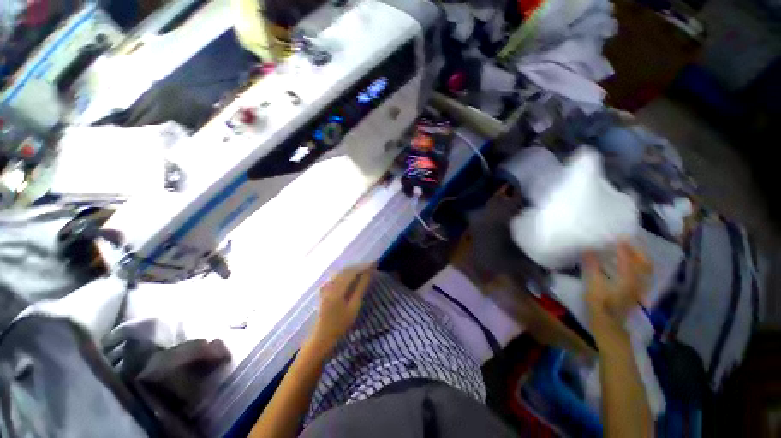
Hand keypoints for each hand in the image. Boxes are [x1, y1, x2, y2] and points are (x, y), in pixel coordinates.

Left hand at [308, 265, 373, 352]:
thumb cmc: (340, 324)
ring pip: (340, 272)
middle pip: (345, 270)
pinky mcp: (324, 289)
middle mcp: (330, 285)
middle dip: (358, 267)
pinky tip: (351, 276)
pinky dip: (345, 274)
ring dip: (352, 270)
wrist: (322, 336)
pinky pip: (336, 276)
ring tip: (363, 270)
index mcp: (337, 289)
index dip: (363, 267)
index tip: (373, 264)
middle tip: (370, 267)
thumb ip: (361, 288)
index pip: (352, 272)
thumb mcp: (354, 307)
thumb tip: (369, 273)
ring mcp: (325, 287)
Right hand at [583, 242, 651, 343]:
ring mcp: (638, 288)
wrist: (608, 324)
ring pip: (644, 269)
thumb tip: (588, 249)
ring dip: (638, 258)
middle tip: (627, 241)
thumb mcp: (593, 284)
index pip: (628, 258)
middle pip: (644, 263)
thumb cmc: (599, 303)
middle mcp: (638, 281)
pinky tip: (627, 265)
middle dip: (637, 250)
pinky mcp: (635, 292)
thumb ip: (592, 266)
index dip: (623, 246)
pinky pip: (640, 275)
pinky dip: (636, 266)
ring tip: (628, 250)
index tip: (617, 236)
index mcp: (628, 278)